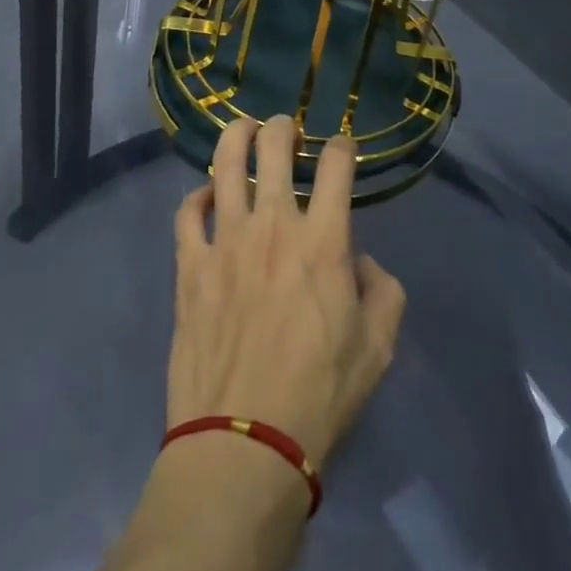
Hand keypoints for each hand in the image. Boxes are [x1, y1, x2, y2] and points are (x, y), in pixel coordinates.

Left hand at [167, 116, 405, 469]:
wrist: (243, 442)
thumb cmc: (319, 396)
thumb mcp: (378, 349)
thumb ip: (383, 292)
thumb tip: (362, 263)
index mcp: (323, 241)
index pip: (336, 167)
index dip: (342, 146)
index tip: (342, 147)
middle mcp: (272, 225)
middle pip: (274, 148)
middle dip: (283, 128)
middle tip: (286, 130)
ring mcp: (225, 241)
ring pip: (225, 164)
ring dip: (236, 136)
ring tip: (244, 129)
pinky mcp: (190, 265)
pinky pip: (187, 213)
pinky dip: (197, 196)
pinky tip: (205, 196)